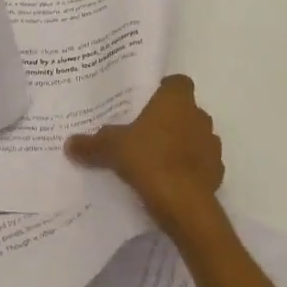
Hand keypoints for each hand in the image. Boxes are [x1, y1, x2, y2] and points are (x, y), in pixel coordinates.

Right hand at [65, 74, 224, 231]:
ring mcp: (211, 144)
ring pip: (194, 137)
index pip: (177, 82)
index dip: (163, 89)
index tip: (145, 102)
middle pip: (185, 110)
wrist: (184, 204)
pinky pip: (201, 163)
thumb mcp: (111, 149)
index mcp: (176, 101)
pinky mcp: (217, 171)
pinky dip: (188, 168)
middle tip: (142, 132)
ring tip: (155, 158)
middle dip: (168, 119)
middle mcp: (199, 116)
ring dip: (180, 144)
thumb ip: (92, 143)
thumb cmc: (149, 160)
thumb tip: (69, 143)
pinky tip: (169, 179)